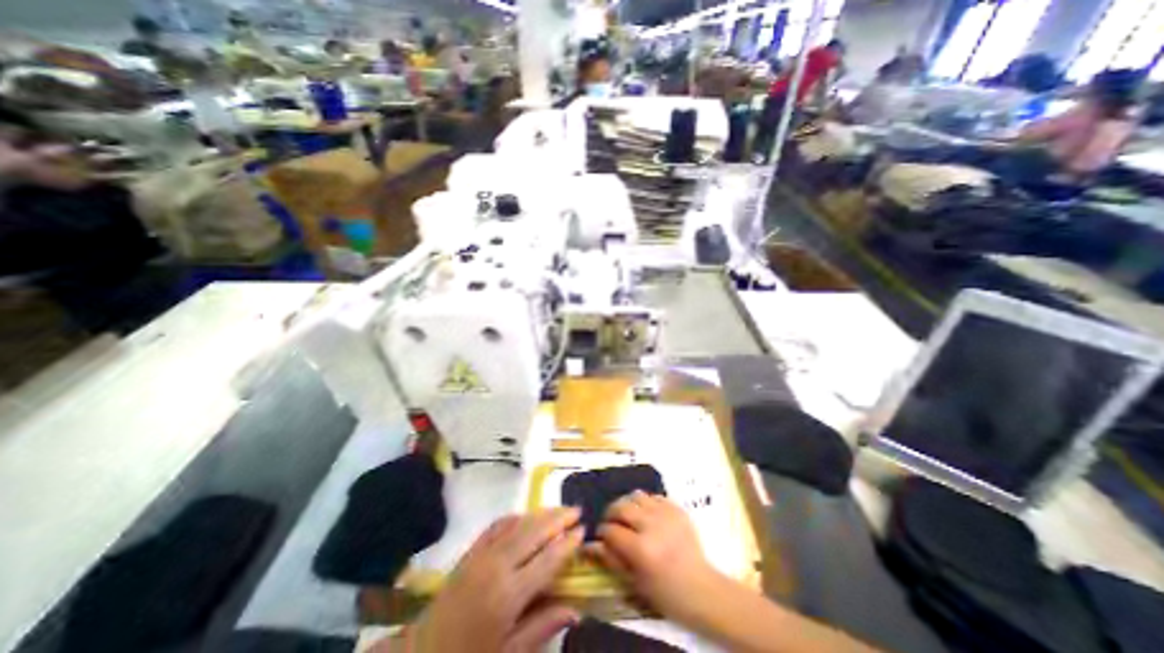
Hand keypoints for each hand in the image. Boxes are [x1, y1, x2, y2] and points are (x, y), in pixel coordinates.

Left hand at [391, 511, 587, 651]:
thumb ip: (542, 627)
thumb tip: (576, 609)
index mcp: (508, 594)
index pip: (547, 559)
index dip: (567, 543)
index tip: (583, 531)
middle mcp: (497, 565)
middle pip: (534, 532)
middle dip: (558, 518)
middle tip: (577, 510)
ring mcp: (482, 554)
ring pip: (518, 524)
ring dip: (541, 514)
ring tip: (559, 510)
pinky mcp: (470, 551)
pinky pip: (498, 525)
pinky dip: (516, 517)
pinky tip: (526, 517)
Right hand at [586, 490, 725, 622]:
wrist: (702, 589)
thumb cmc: (665, 593)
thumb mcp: (634, 583)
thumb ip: (611, 559)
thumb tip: (591, 544)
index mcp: (641, 549)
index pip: (611, 530)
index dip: (603, 531)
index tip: (602, 535)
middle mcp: (652, 525)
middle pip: (621, 506)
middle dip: (612, 513)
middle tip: (612, 522)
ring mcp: (666, 514)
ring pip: (637, 495)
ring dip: (628, 504)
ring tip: (629, 516)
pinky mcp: (677, 508)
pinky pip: (654, 496)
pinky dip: (646, 503)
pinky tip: (647, 515)